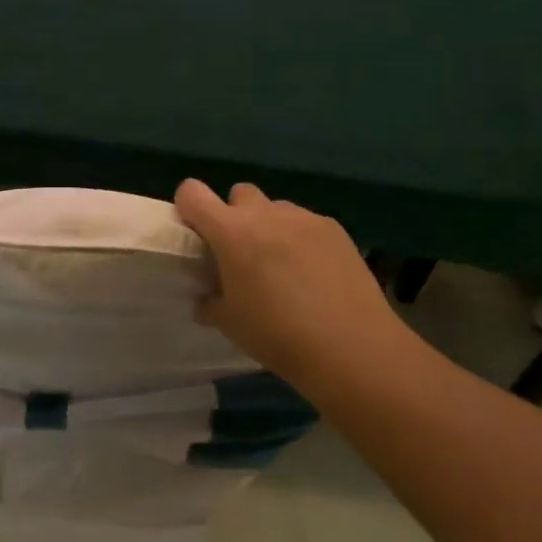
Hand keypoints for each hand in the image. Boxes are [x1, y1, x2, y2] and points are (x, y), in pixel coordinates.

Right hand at [174, 179, 415, 392]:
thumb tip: (207, 296)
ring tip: (283, 266)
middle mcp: (265, 214)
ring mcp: (303, 218)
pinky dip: (301, 239)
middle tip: (243, 253)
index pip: (192, 192)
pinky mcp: (335, 229)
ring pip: (275, 208)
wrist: (353, 349)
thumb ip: (210, 301)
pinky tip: (315, 274)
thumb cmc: (279, 336)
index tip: (197, 234)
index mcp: (231, 232)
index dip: (189, 208)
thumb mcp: (230, 324)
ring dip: (270, 227)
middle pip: (239, 193)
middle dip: (235, 216)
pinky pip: (306, 223)